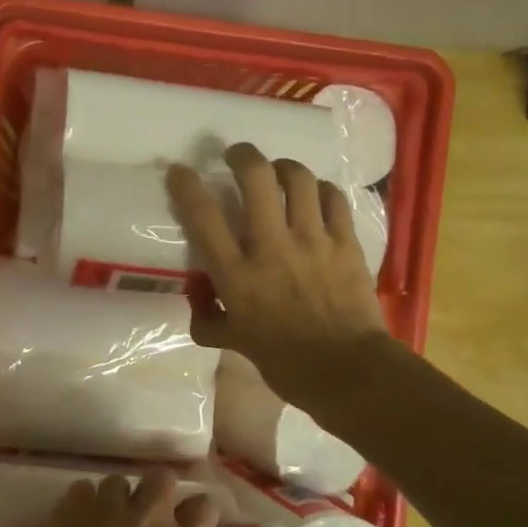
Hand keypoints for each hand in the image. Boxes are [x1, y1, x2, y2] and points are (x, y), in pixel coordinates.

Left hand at [20, 469, 219, 526]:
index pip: (205, 508)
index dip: (197, 512)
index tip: (189, 522)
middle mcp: (150, 517)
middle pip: (164, 478)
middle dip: (156, 489)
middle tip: (146, 512)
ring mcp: (109, 505)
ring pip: (119, 480)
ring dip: (115, 496)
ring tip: (104, 518)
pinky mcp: (73, 503)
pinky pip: (81, 488)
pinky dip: (79, 502)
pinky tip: (73, 522)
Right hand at [167, 143, 390, 407]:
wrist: (347, 371)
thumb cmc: (285, 363)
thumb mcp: (234, 344)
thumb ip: (210, 319)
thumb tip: (198, 301)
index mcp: (237, 275)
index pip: (204, 216)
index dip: (187, 185)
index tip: (180, 171)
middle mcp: (272, 247)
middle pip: (256, 178)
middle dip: (242, 155)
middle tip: (236, 156)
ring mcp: (313, 240)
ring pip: (298, 179)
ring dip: (284, 166)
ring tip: (278, 170)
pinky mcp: (346, 242)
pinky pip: (334, 198)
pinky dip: (321, 189)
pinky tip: (316, 195)